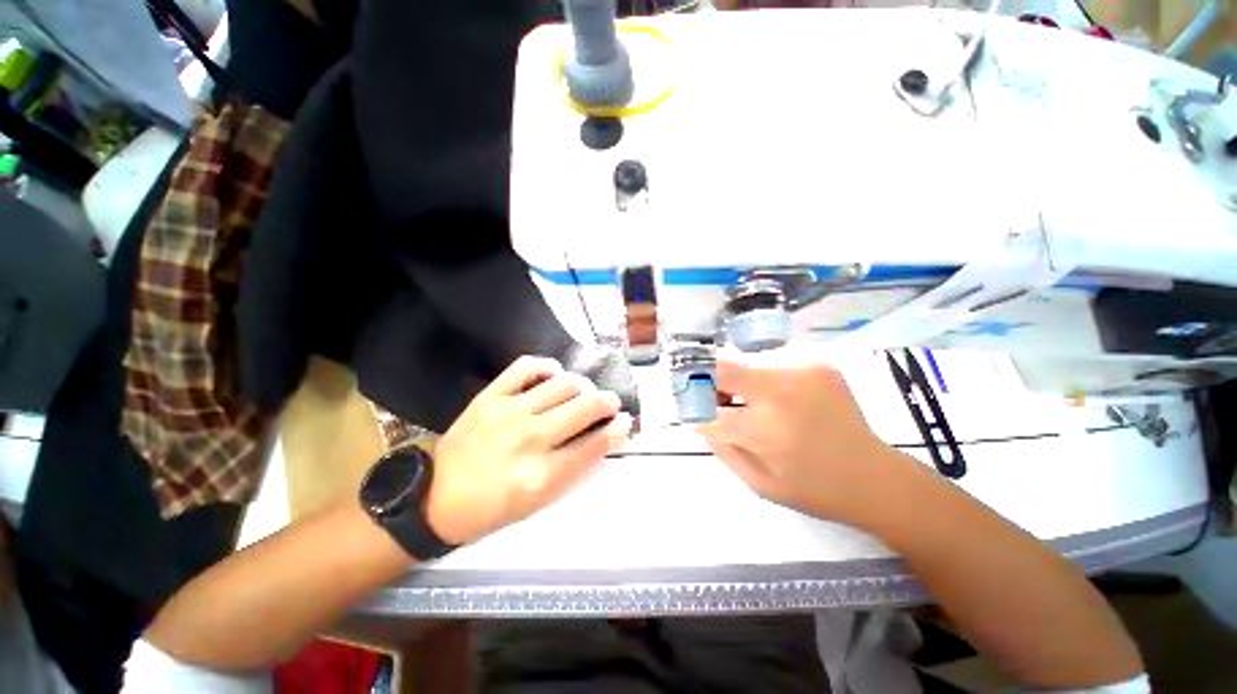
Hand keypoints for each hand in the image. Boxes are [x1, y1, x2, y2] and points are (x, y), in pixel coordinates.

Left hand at [426, 356, 631, 544]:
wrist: (437, 498)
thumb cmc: (494, 507)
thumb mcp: (540, 501)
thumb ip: (576, 467)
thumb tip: (606, 435)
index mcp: (542, 475)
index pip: (594, 444)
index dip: (617, 430)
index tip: (625, 421)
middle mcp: (529, 439)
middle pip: (585, 407)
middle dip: (607, 402)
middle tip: (610, 403)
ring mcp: (508, 412)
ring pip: (563, 384)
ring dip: (582, 386)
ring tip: (582, 392)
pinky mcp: (490, 396)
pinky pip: (527, 367)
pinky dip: (547, 366)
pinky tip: (553, 375)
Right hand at [698, 353, 917, 525]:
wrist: (876, 477)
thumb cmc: (813, 490)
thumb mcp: (758, 484)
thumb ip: (722, 448)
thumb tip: (699, 417)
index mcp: (765, 431)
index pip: (708, 406)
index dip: (692, 404)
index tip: (687, 406)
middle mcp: (781, 394)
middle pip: (723, 369)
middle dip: (709, 381)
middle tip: (715, 399)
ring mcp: (802, 374)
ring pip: (748, 369)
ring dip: (741, 386)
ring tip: (755, 407)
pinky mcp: (818, 366)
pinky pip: (775, 368)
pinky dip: (768, 383)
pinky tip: (785, 404)